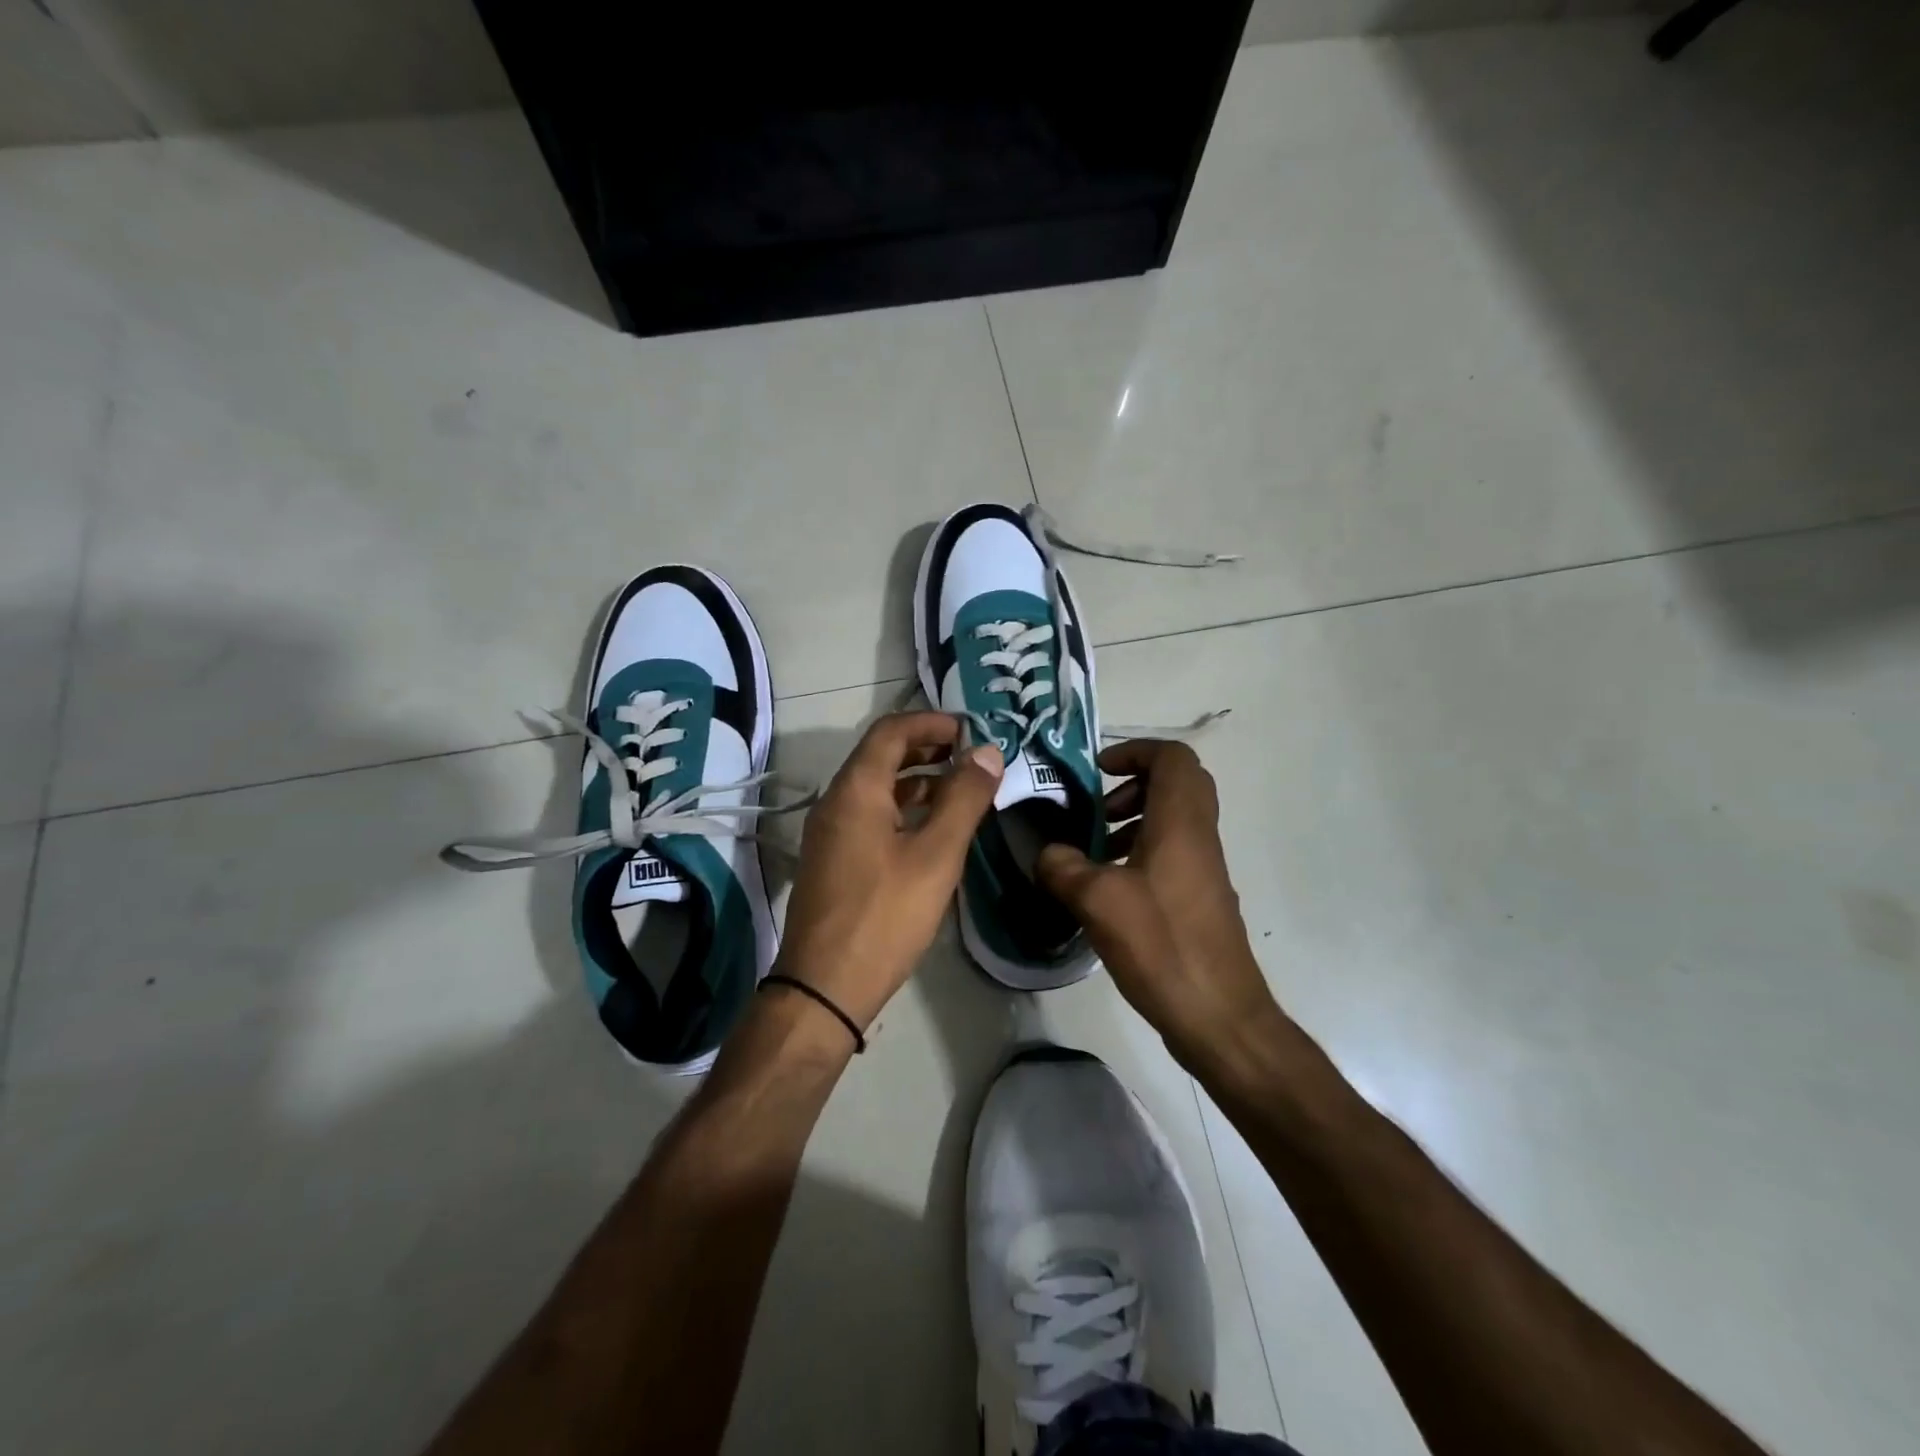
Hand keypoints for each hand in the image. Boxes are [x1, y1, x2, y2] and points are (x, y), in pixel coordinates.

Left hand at [775, 712, 1003, 1033]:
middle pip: (881, 755)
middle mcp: (836, 801)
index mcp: (856, 790)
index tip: (971, 730)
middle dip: (926, 747)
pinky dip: (902, 807)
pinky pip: (870, 814)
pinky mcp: (833, 859)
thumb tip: (987, 751)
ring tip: (960, 788)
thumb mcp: (936, 855)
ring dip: (916, 779)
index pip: (891, 731)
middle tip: (971, 755)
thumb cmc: (885, 916)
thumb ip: (964, 799)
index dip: (932, 722)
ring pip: (875, 787)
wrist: (824, 986)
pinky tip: (931, 828)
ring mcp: (830, 832)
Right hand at [1036, 739, 1282, 1070]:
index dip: (1134, 751)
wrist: (1218, 1014)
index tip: (1096, 772)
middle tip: (1098, 809)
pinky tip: (1108, 889)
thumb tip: (1046, 853)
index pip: (1172, 757)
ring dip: (1134, 820)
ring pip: (1174, 819)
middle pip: (1177, 783)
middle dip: (1132, 784)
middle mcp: (1199, 836)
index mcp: (1181, 822)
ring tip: (1094, 850)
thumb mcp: (1097, 901)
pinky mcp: (1199, 897)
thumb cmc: (1161, 944)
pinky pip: (1172, 852)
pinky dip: (1141, 852)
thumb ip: (1062, 866)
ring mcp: (1204, 868)